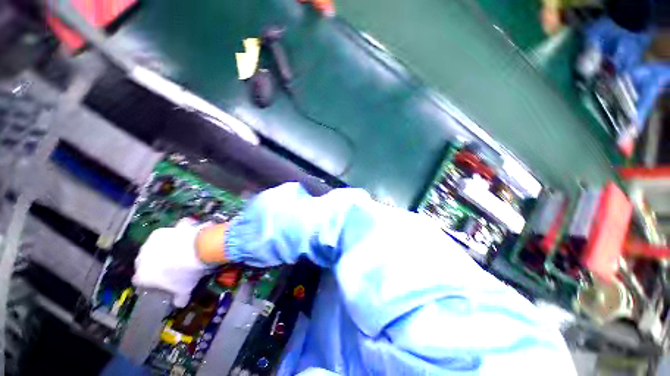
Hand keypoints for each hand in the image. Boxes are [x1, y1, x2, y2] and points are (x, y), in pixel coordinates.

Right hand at [132, 219, 210, 306]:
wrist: (195, 250)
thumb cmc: (186, 274)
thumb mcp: (184, 290)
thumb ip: (179, 299)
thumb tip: (180, 303)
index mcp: (141, 277)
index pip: (142, 283)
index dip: (153, 283)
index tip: (166, 282)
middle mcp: (139, 260)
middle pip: (146, 264)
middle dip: (157, 265)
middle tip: (175, 266)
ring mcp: (148, 244)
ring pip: (154, 249)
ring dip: (164, 250)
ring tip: (181, 251)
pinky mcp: (160, 231)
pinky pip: (165, 235)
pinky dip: (172, 236)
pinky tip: (184, 237)